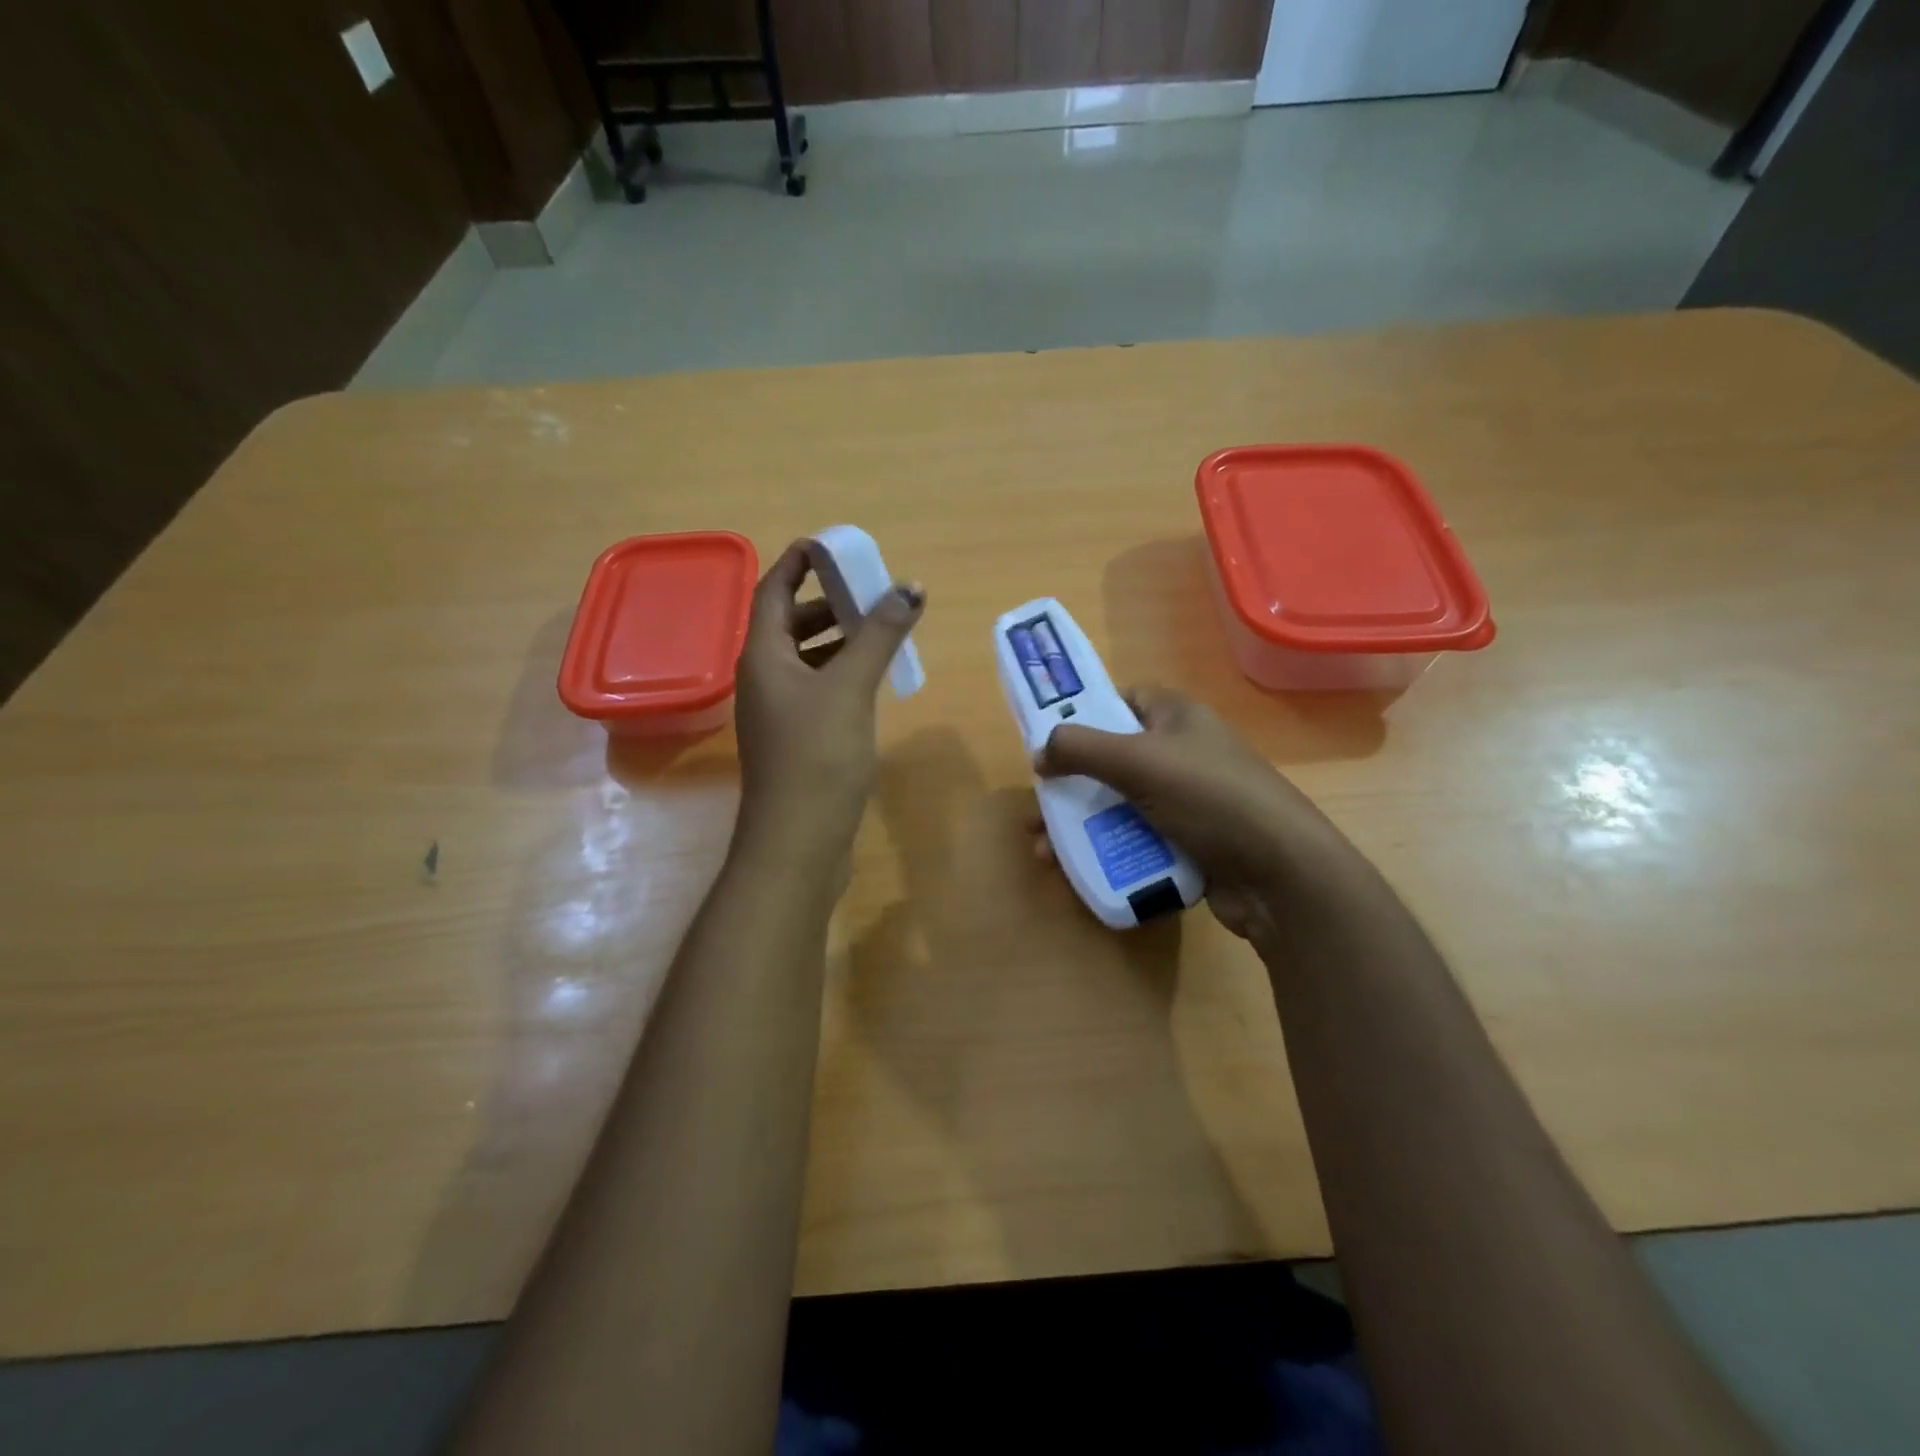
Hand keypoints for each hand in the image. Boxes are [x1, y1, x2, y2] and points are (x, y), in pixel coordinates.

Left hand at [733, 542, 925, 866]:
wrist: (798, 840)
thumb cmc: (817, 755)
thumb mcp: (850, 687)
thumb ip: (879, 634)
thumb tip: (910, 587)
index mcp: (763, 656)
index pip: (773, 590)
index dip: (798, 563)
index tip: (832, 545)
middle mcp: (763, 678)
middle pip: (789, 624)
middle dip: (828, 602)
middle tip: (870, 591)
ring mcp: (778, 712)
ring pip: (806, 659)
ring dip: (839, 640)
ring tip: (881, 631)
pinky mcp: (796, 740)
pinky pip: (817, 690)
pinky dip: (842, 675)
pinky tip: (873, 681)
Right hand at [1034, 687, 1357, 938]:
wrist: (1280, 874)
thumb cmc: (1209, 798)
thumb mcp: (1139, 761)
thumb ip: (1081, 747)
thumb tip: (1040, 751)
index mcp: (1177, 718)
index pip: (1124, 701)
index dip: (1086, 715)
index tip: (1050, 741)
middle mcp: (1182, 754)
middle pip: (1112, 760)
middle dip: (1071, 785)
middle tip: (1038, 809)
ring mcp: (1187, 802)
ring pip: (1120, 805)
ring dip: (1080, 826)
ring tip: (1044, 852)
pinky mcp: (1189, 844)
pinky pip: (1137, 840)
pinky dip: (1107, 852)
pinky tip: (1077, 871)